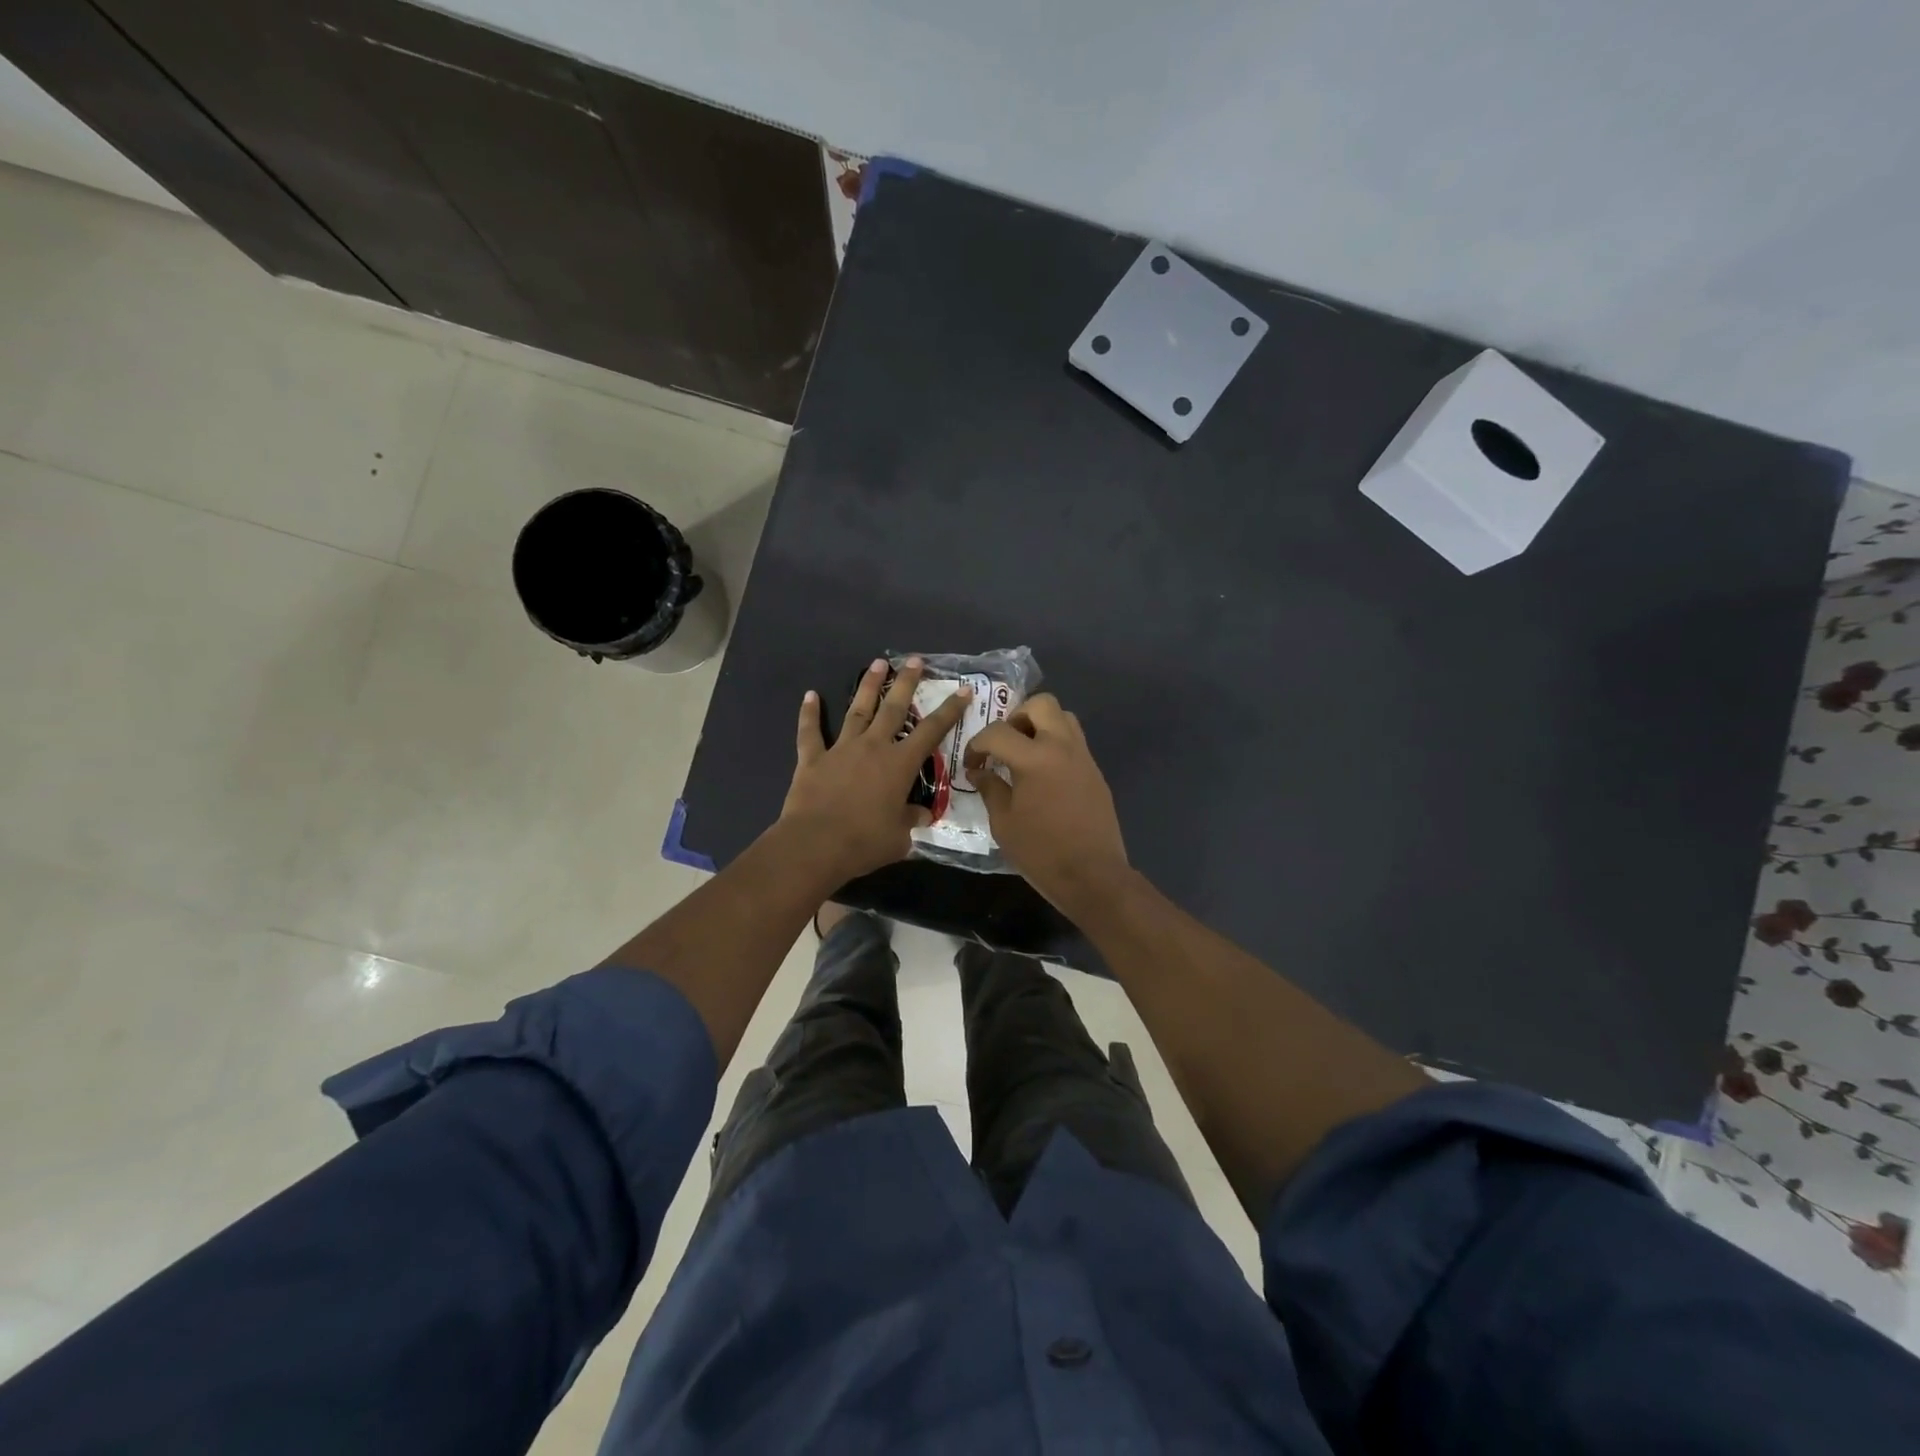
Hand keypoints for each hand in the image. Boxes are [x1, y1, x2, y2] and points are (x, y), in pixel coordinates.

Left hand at [781, 657, 971, 883]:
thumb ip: (911, 820)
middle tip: (914, 660)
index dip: (950, 710)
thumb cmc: (864, 842)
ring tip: (877, 663)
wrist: (816, 844)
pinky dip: (809, 713)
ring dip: (868, 686)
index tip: (962, 689)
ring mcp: (841, 749)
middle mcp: (873, 747)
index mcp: (900, 764)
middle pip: (893, 708)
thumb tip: (922, 814)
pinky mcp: (813, 759)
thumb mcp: (900, 837)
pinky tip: (810, 695)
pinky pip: (810, 732)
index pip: (932, 731)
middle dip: (906, 682)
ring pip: (857, 710)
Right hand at [965, 694, 1130, 914]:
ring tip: (1024, 753)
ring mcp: (1084, 757)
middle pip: (1041, 704)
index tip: (972, 764)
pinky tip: (1044, 775)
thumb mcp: (1004, 823)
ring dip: (1041, 725)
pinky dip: (1056, 745)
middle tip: (1004, 743)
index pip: (998, 732)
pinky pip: (1074, 742)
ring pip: (1064, 717)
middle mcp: (1062, 747)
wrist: (1093, 876)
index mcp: (1035, 758)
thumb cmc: (1041, 852)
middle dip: (1016, 717)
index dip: (978, 744)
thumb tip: (979, 772)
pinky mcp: (1095, 772)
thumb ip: (990, 789)